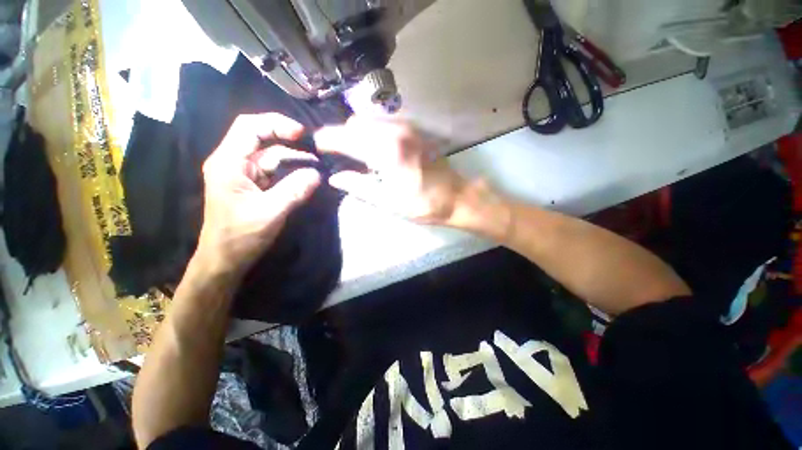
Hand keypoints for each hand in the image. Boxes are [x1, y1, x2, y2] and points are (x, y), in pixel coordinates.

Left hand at [195, 114, 320, 278]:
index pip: (249, 128)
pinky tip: (307, 173)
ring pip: (270, 155)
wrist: (226, 259)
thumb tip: (317, 174)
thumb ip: (295, 191)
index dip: (276, 124)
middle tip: (315, 145)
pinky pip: (274, 170)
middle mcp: (234, 163)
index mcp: (229, 163)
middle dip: (288, 138)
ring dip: (293, 155)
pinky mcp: (253, 185)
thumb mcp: (270, 212)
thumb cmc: (241, 236)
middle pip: (261, 138)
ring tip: (316, 158)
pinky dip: (291, 169)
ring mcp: (244, 174)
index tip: (302, 134)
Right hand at [314, 117, 466, 224]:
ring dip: (357, 133)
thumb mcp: (388, 202)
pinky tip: (375, 148)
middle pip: (355, 123)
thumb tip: (335, 178)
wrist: (456, 196)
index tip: (318, 147)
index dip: (327, 140)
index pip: (346, 137)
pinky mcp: (415, 130)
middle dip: (342, 136)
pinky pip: (384, 123)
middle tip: (339, 154)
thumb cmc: (422, 204)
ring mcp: (407, 128)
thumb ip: (358, 187)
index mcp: (387, 152)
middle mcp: (395, 132)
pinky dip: (372, 131)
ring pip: (370, 120)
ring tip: (355, 153)